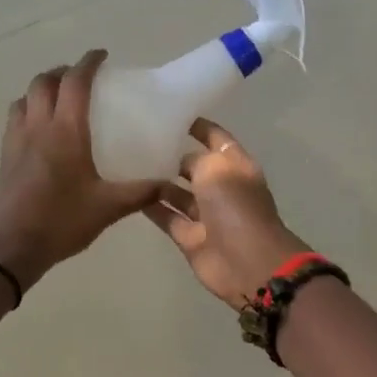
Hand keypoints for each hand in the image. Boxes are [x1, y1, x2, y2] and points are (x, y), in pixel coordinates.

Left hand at [0, 51, 159, 289]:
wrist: (8, 248)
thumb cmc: (60, 222)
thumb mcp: (108, 208)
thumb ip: (141, 193)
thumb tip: (170, 185)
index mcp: (65, 131)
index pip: (75, 83)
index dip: (88, 63)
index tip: (101, 55)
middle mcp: (37, 127)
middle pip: (44, 83)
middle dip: (62, 71)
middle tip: (82, 77)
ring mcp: (16, 141)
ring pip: (24, 98)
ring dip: (41, 88)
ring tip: (59, 98)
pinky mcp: (4, 158)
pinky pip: (15, 119)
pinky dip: (28, 109)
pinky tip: (40, 130)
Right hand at [143, 119, 310, 307]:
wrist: (246, 262)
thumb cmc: (235, 206)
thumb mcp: (215, 168)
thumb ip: (196, 159)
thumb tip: (180, 162)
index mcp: (237, 166)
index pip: (217, 139)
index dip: (199, 127)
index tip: (172, 115)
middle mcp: (223, 188)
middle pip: (196, 167)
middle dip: (174, 155)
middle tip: (140, 140)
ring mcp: (207, 215)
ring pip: (180, 194)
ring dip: (160, 182)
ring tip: (130, 165)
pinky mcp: (191, 238)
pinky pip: (169, 217)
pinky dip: (153, 207)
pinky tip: (131, 193)